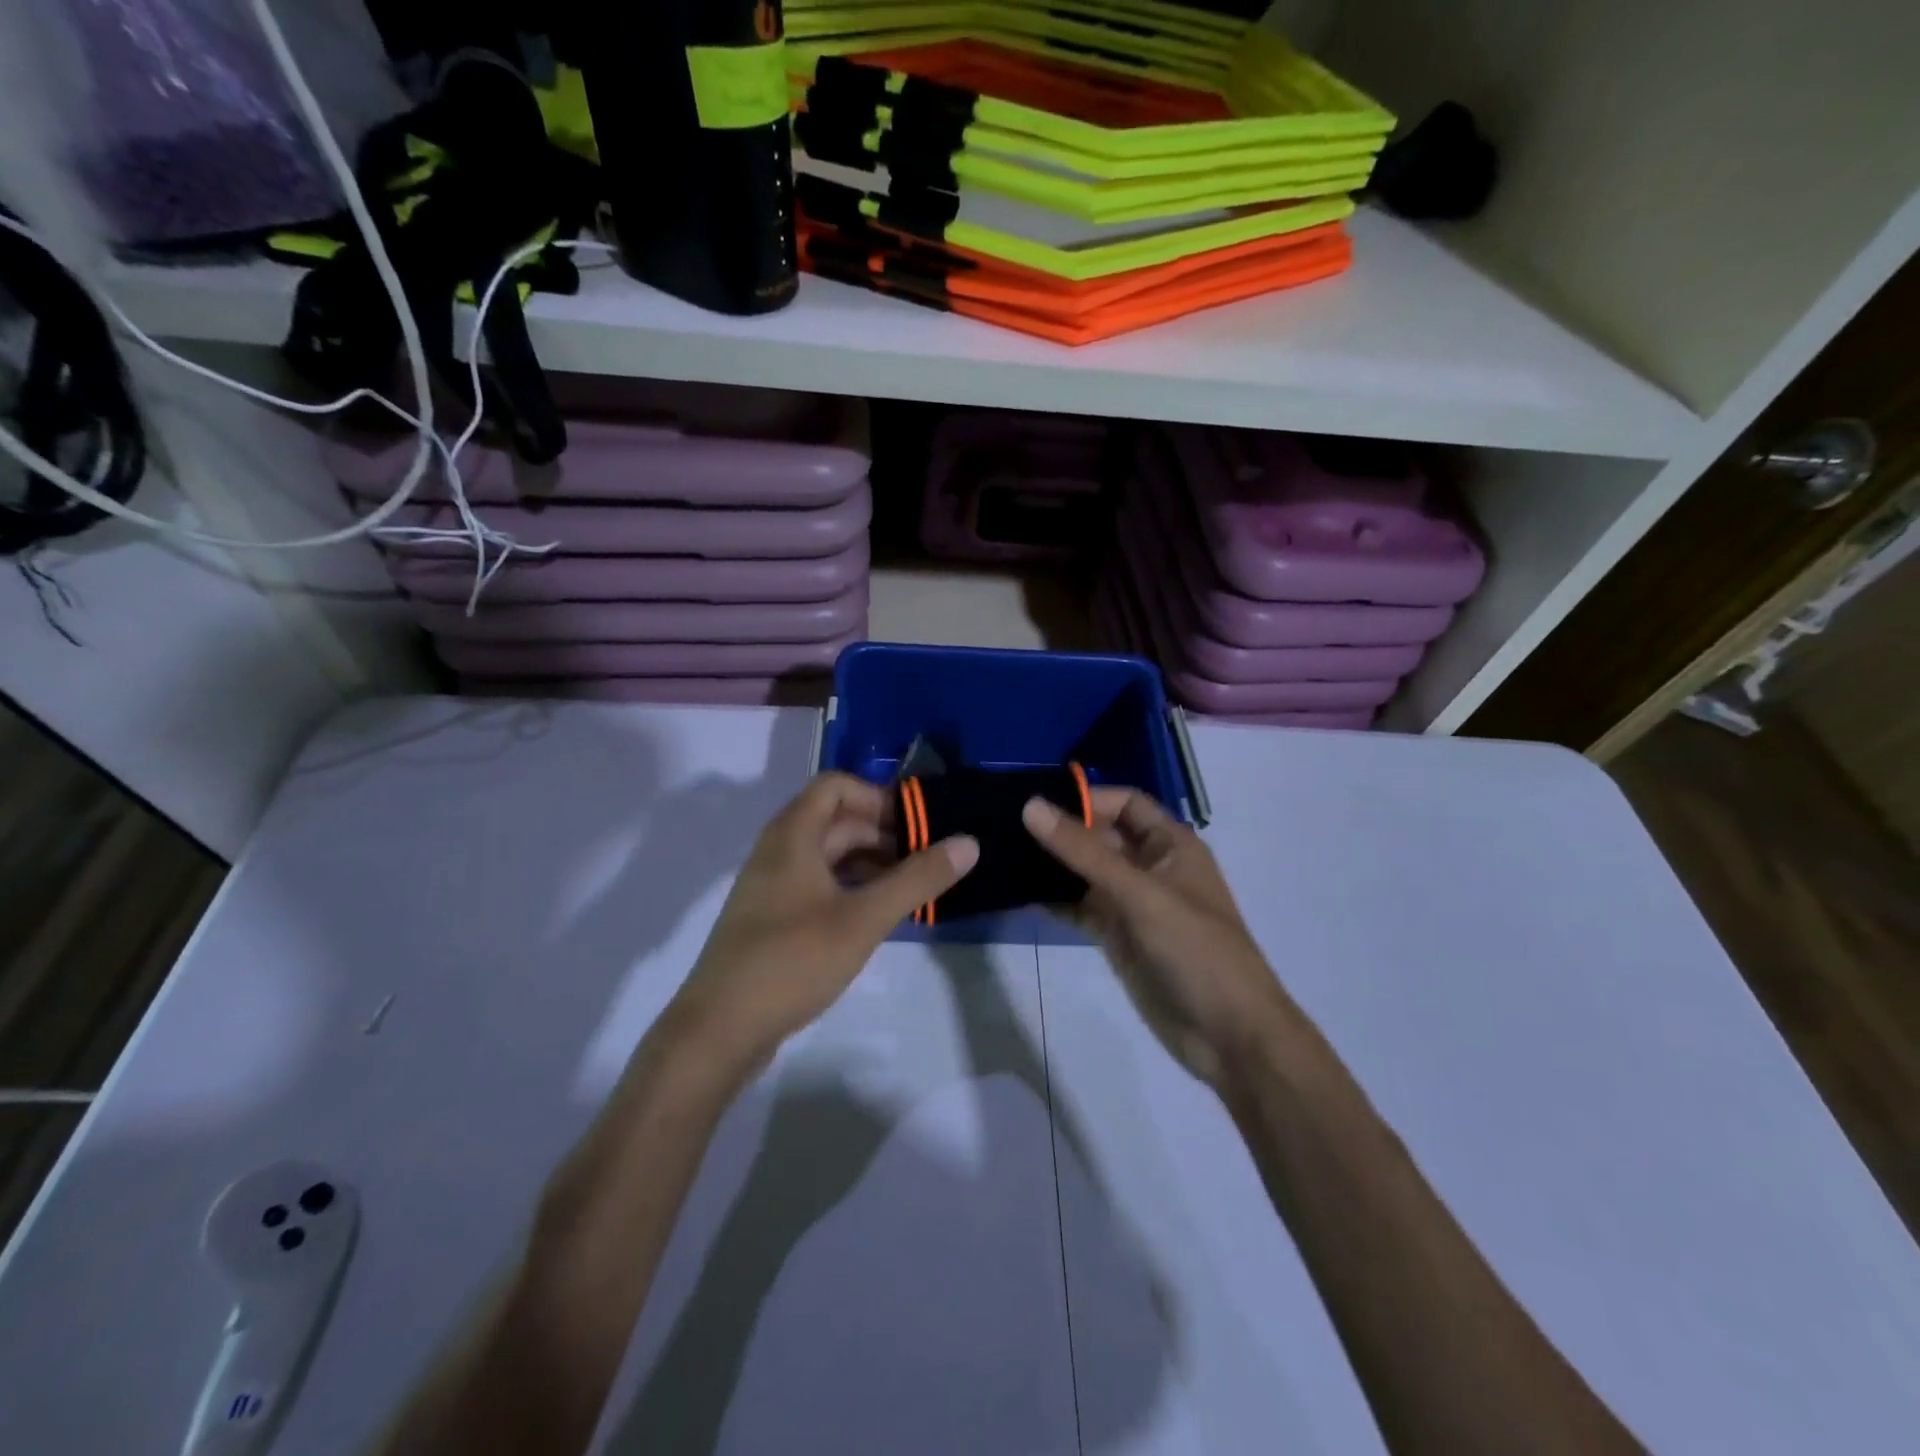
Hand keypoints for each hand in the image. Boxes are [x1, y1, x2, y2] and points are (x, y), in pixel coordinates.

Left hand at [668, 773, 978, 1074]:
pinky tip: (879, 916)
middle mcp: (779, 850)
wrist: (719, 1030)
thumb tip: (969, 842)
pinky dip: (853, 888)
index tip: (917, 826)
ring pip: (830, 856)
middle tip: (928, 861)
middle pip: (837, 821)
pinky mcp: (774, 918)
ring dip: (871, 863)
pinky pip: (820, 885)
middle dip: (884, 834)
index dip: (878, 797)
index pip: (837, 786)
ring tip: (912, 889)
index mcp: (793, 835)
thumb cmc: (793, 961)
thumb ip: (917, 879)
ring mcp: (773, 885)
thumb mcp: (863, 919)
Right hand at [1023, 788, 1293, 1086]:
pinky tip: (1019, 895)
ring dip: (1052, 865)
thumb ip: (1085, 852)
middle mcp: (1150, 867)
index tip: (1035, 803)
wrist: (1229, 1036)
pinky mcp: (1118, 936)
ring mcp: (1133, 903)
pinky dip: (1055, 900)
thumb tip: (1031, 806)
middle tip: (1004, 827)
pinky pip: (1081, 907)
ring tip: (1002, 856)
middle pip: (1100, 835)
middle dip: (1060, 831)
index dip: (1086, 798)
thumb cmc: (1195, 951)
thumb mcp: (1140, 895)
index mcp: (1171, 845)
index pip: (1124, 803)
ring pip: (1086, 872)